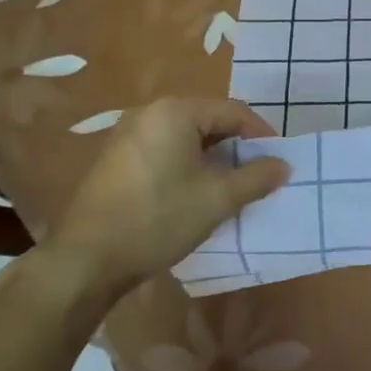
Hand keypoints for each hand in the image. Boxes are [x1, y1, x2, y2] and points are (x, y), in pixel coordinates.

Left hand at [45, 98, 289, 291]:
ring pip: (185, 137)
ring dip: (212, 157)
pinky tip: (193, 192)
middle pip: (208, 121)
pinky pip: (164, 149)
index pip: (233, 112)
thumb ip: (256, 177)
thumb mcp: (217, 199)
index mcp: (176, 111)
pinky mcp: (115, 158)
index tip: (278, 160)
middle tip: (256, 174)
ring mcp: (128, 134)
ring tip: (229, 186)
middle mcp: (150, 112)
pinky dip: (186, 164)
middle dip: (236, 146)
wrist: (87, 259)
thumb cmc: (158, 219)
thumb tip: (283, 165)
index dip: (261, 135)